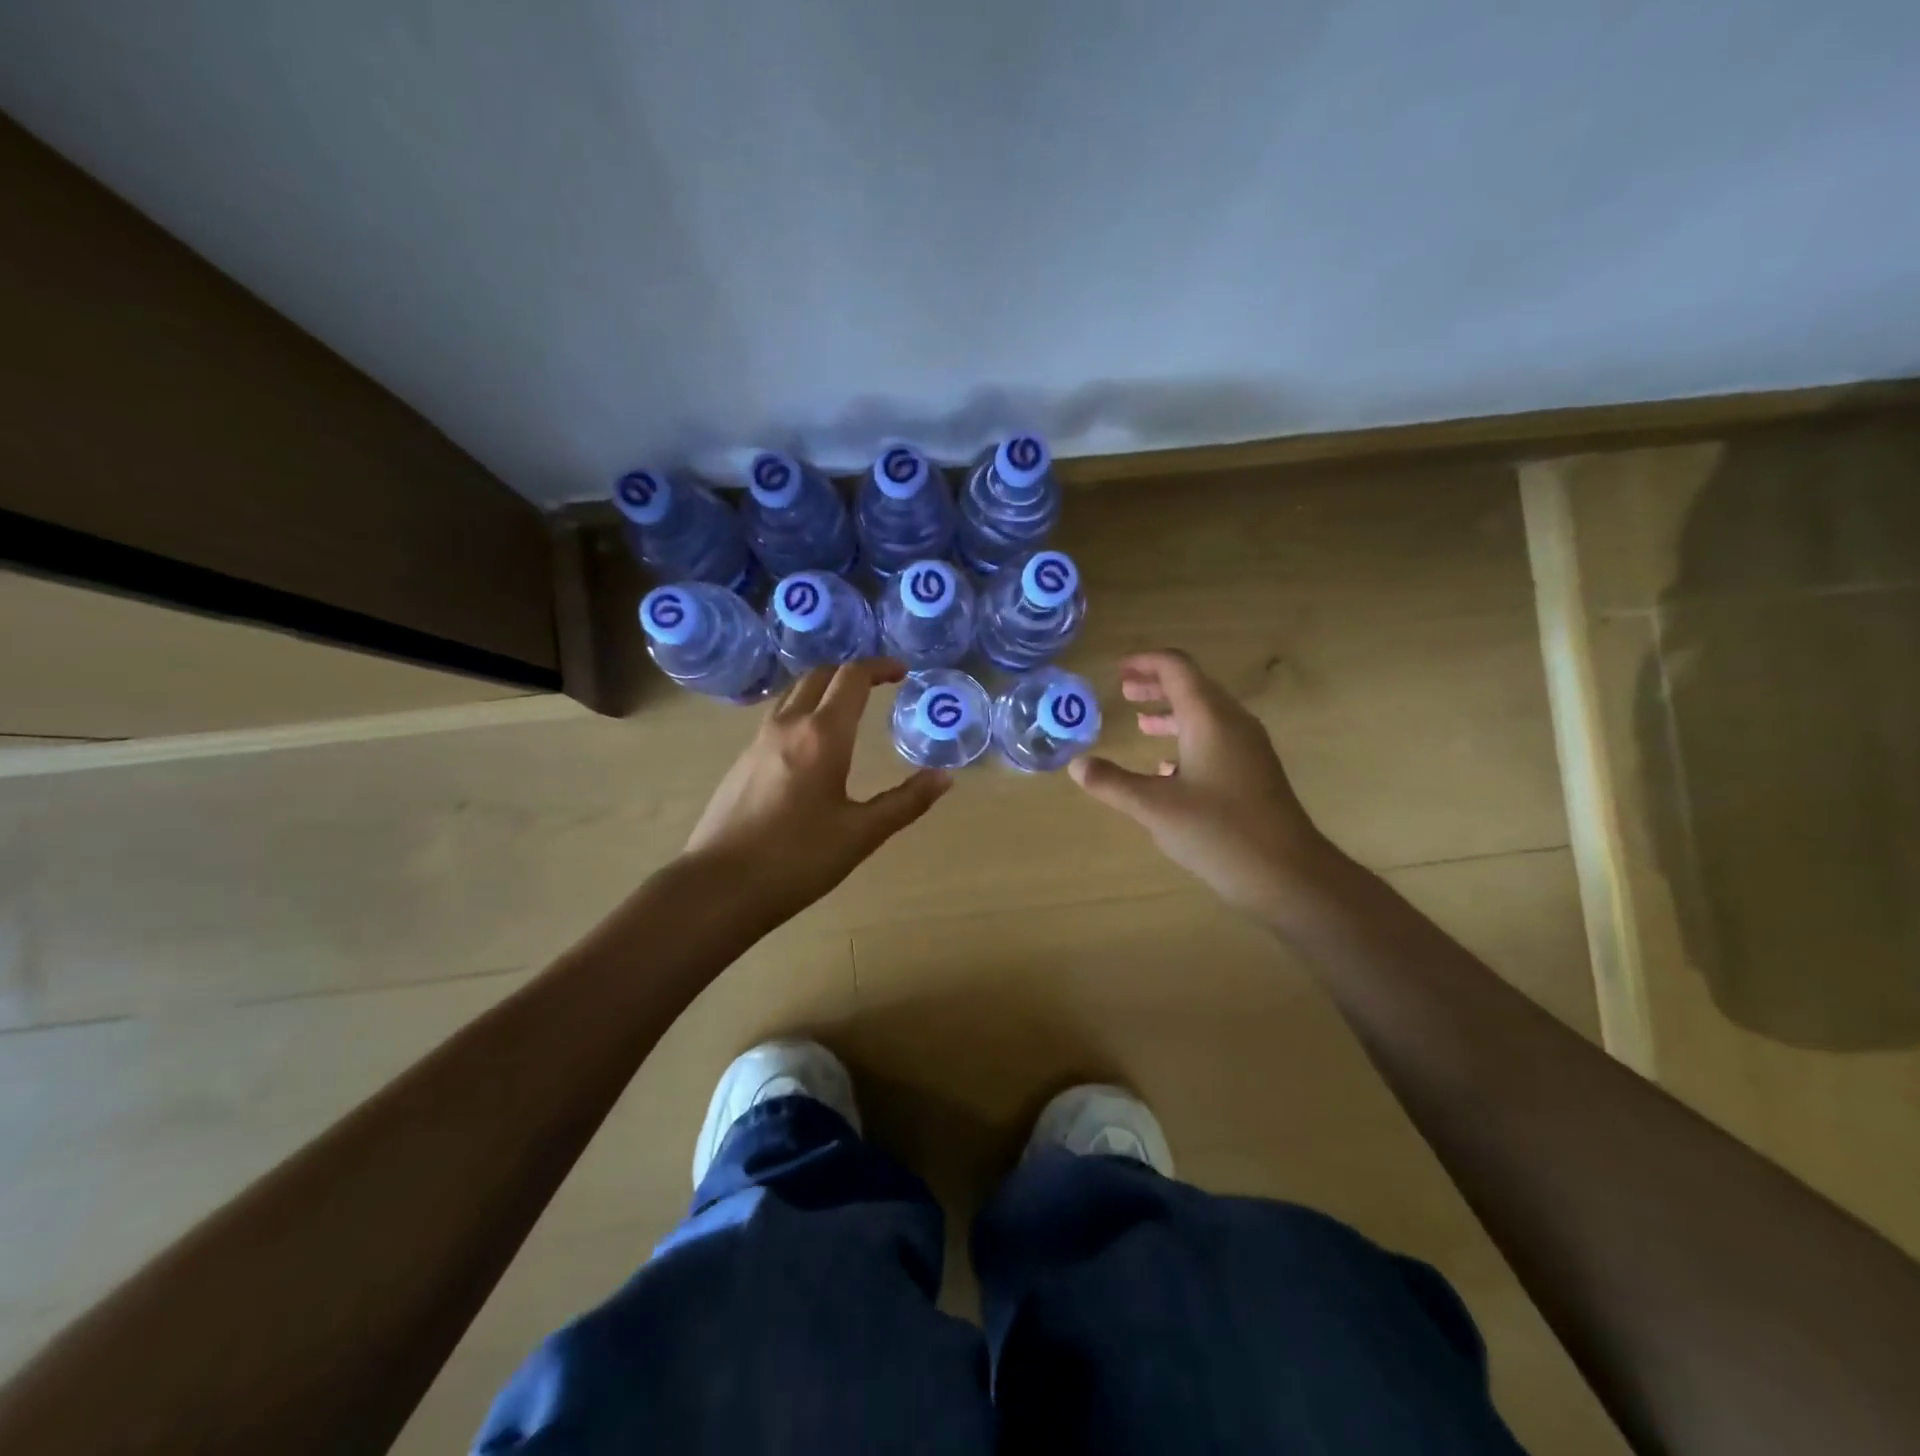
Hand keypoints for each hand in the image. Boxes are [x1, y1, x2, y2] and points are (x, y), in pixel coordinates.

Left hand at [683, 659, 950, 928]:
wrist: (719, 886)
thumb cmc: (797, 860)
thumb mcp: (861, 834)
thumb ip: (906, 802)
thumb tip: (945, 777)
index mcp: (822, 735)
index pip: (852, 677)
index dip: (880, 666)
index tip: (903, 672)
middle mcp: (788, 725)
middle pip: (820, 675)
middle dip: (852, 672)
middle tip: (879, 685)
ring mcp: (758, 740)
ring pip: (794, 693)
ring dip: (824, 687)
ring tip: (847, 707)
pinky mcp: (741, 760)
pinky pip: (777, 716)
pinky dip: (802, 709)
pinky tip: (812, 743)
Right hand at [1068, 650, 1338, 918]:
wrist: (1288, 874)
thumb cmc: (1219, 832)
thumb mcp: (1155, 808)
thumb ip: (1112, 783)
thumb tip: (1078, 764)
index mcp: (1210, 719)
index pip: (1177, 668)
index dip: (1145, 662)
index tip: (1117, 669)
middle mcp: (1232, 723)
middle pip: (1193, 686)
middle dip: (1156, 684)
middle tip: (1124, 690)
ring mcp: (1248, 748)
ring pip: (1205, 714)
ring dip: (1171, 712)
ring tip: (1141, 721)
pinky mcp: (1254, 771)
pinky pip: (1216, 739)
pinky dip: (1187, 738)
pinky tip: (1166, 767)